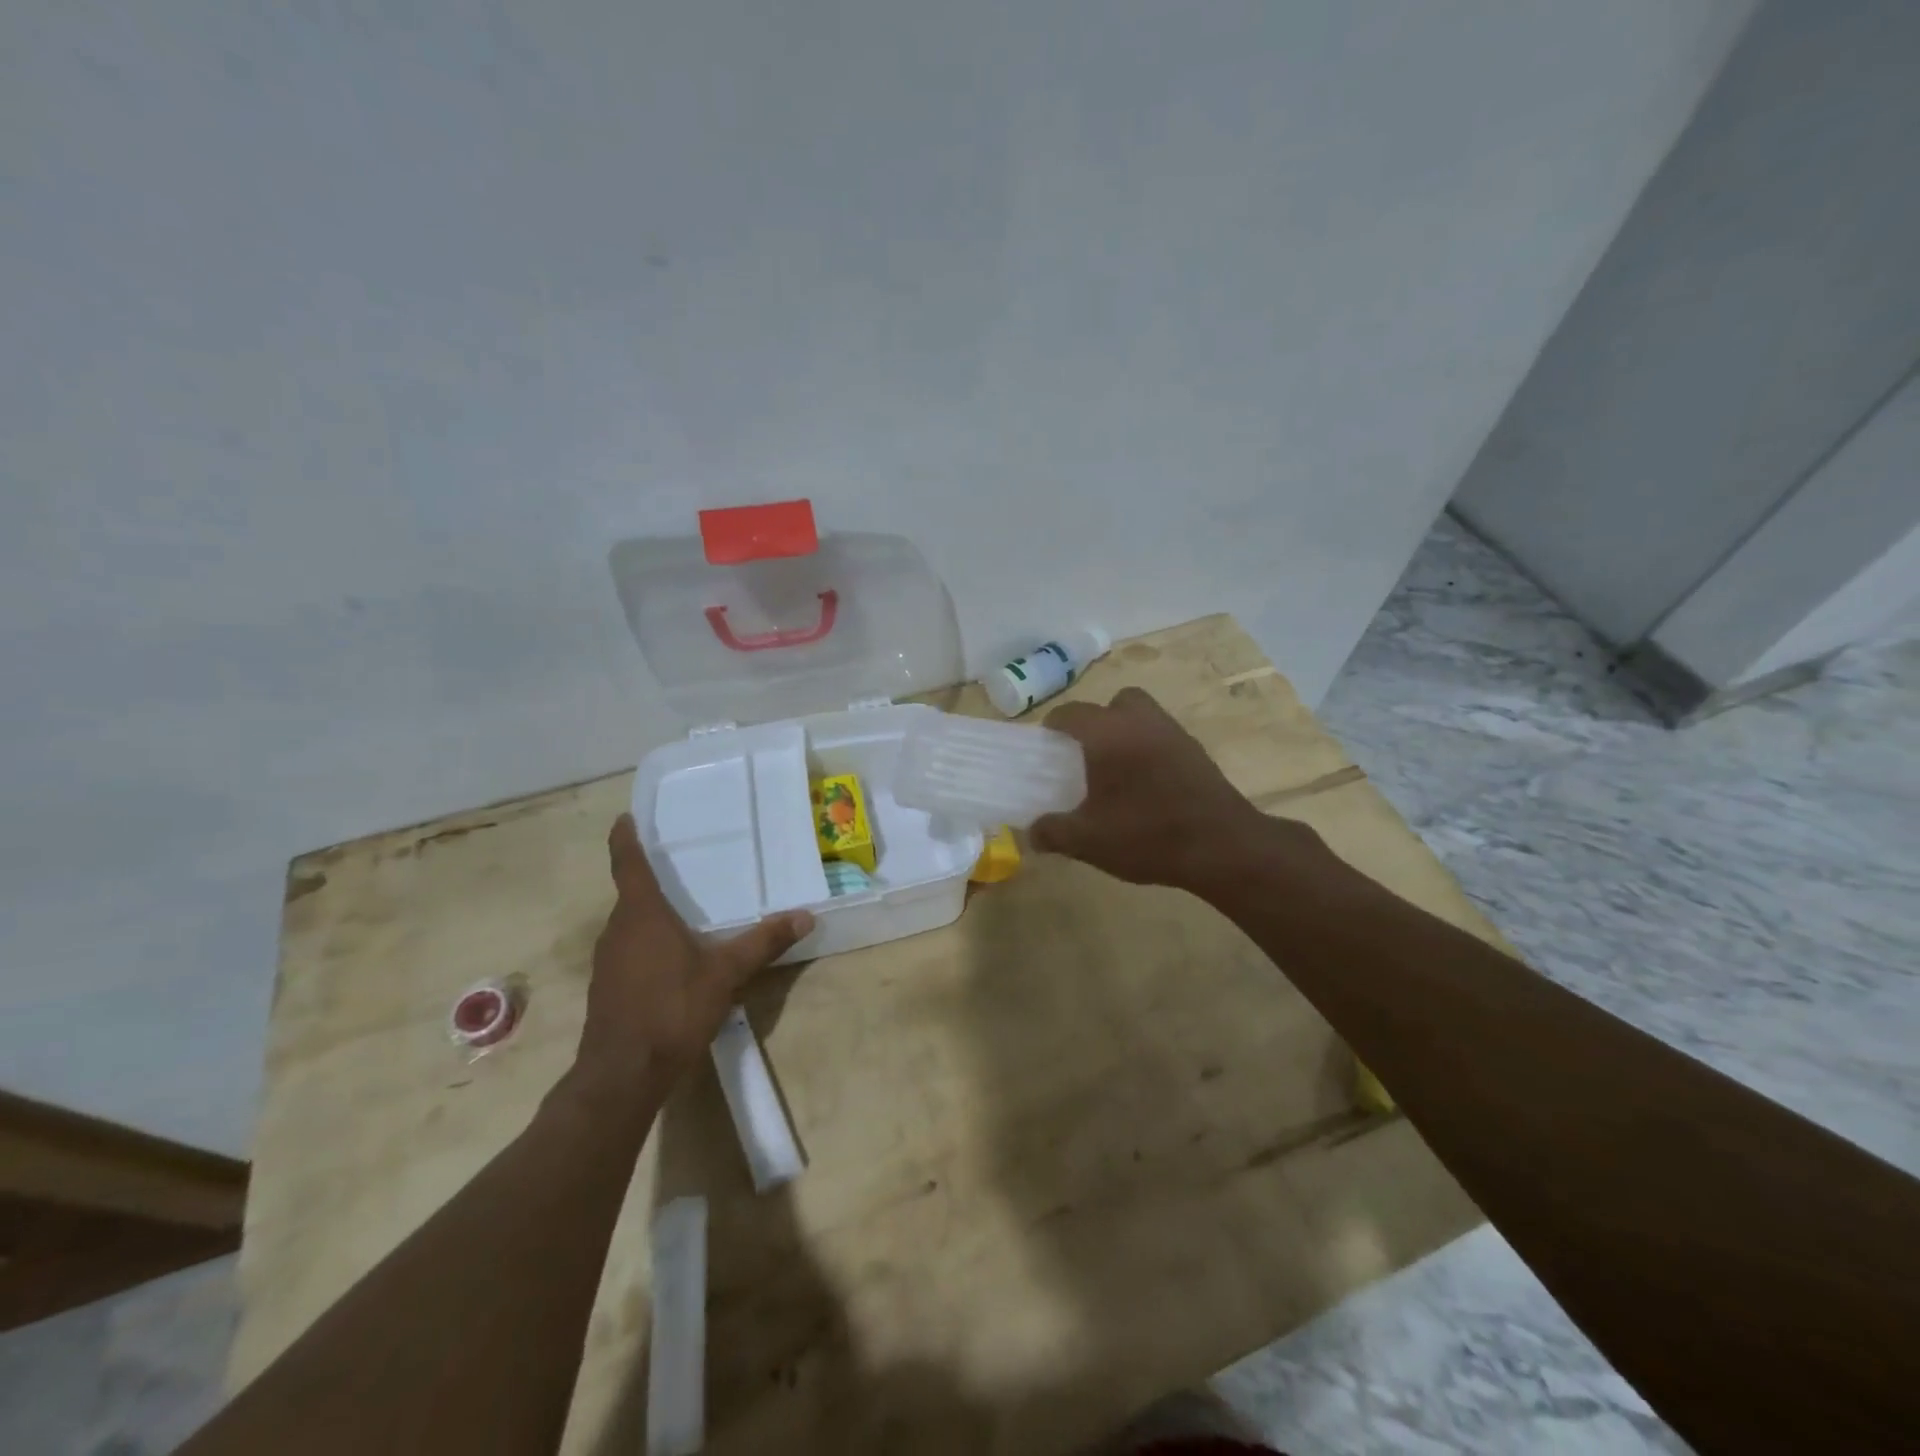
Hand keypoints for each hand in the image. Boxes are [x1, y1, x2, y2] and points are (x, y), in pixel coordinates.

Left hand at [577, 814, 813, 1090]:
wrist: (622, 1075)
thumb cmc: (671, 1010)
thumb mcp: (726, 973)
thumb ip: (764, 942)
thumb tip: (805, 916)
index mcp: (641, 915)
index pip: (628, 864)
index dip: (625, 839)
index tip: (625, 818)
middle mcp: (618, 930)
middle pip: (631, 894)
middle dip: (652, 879)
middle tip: (682, 865)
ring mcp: (608, 961)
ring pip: (630, 925)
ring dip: (651, 914)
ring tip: (683, 909)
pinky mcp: (607, 988)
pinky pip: (628, 950)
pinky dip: (648, 942)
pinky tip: (673, 958)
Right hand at [1031, 688, 1273, 890]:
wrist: (1222, 846)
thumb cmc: (1147, 835)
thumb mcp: (1088, 841)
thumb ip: (1053, 832)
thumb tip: (1032, 833)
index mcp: (1109, 733)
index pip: (1072, 713)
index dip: (1054, 726)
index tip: (1046, 746)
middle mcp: (1142, 722)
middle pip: (1116, 702)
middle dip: (1098, 721)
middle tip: (1087, 754)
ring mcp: (1175, 734)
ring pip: (1144, 717)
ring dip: (1127, 733)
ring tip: (1116, 771)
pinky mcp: (1197, 753)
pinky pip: (1164, 738)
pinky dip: (1150, 751)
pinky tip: (1145, 786)